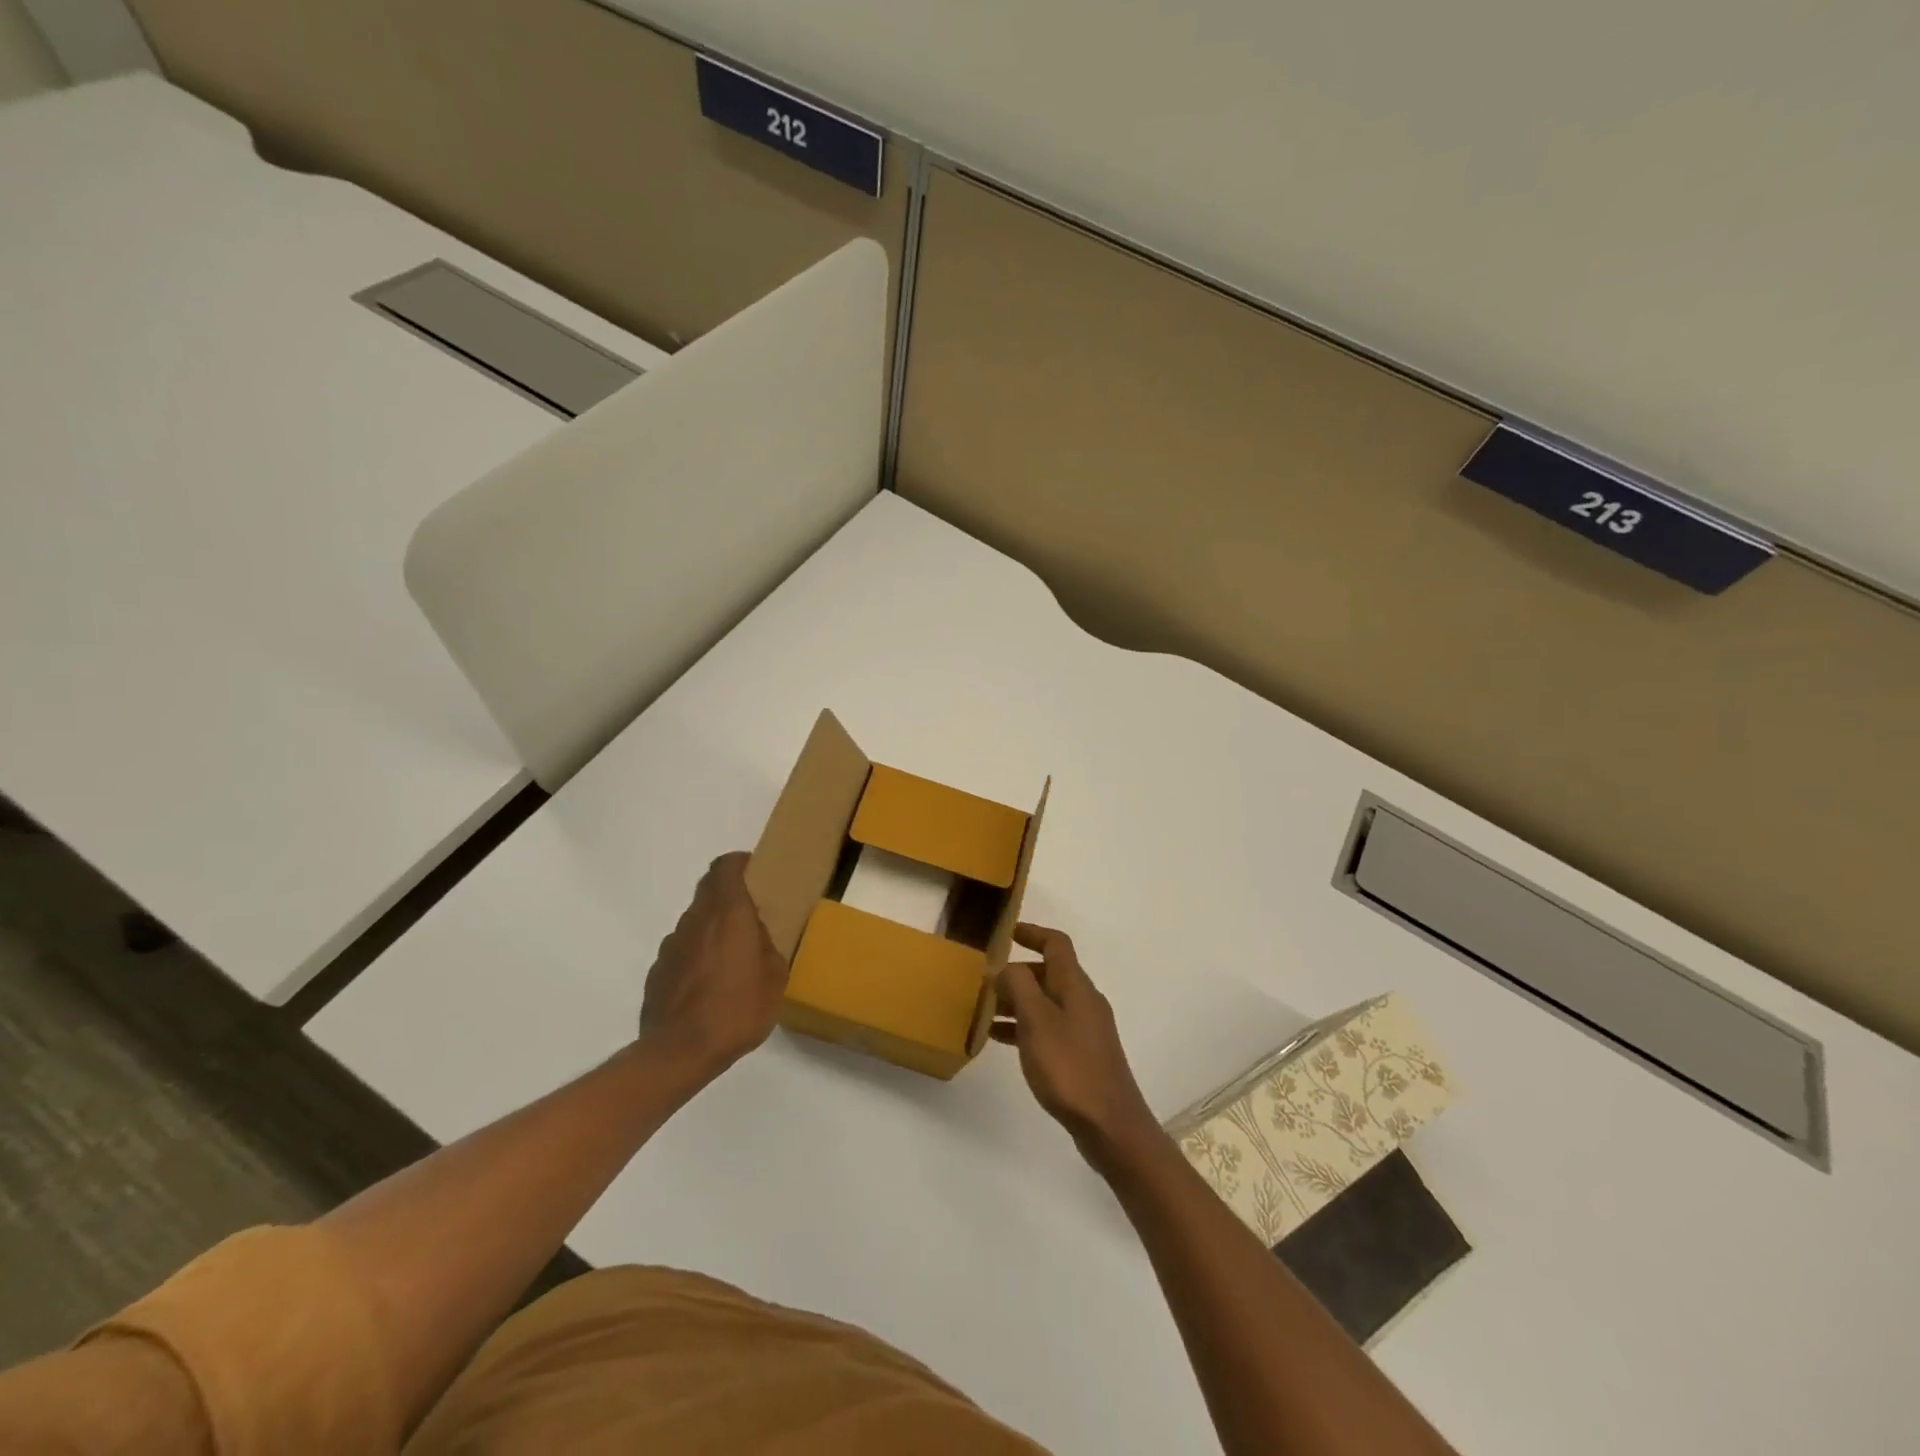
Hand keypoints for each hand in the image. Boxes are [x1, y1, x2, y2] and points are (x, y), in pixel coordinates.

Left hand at [640, 852, 788, 1081]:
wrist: (680, 1052)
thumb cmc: (737, 1009)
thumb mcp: (775, 978)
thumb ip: (768, 947)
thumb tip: (757, 937)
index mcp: (728, 914)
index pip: (725, 867)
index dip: (739, 863)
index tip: (754, 870)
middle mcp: (695, 921)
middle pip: (708, 890)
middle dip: (727, 894)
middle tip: (749, 914)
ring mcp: (671, 946)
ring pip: (694, 922)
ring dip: (711, 928)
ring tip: (730, 957)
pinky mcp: (657, 972)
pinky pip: (681, 952)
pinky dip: (695, 956)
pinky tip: (707, 985)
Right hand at [992, 924, 1158, 1161]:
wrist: (1110, 1124)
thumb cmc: (1069, 1066)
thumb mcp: (1036, 1021)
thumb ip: (1019, 986)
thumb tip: (1006, 966)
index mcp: (1076, 985)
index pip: (1056, 944)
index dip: (1032, 933)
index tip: (1006, 933)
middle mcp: (1083, 1000)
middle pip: (1049, 972)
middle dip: (1018, 972)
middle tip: (986, 980)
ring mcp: (1085, 1029)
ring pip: (1047, 1002)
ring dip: (1018, 1001)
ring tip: (984, 1010)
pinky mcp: (1082, 1054)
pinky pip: (1049, 1027)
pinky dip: (1025, 1026)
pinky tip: (1000, 1039)